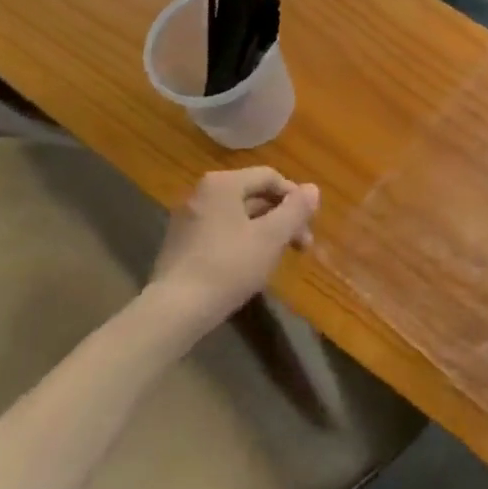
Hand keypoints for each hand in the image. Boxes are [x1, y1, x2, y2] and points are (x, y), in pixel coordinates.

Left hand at [148, 168, 319, 327]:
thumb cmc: (228, 267)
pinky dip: (242, 241)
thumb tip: (313, 189)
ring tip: (278, 257)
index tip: (309, 225)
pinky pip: (221, 231)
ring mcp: (188, 218)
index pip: (269, 177)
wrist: (174, 311)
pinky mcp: (180, 244)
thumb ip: (295, 210)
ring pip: (238, 216)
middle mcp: (202, 193)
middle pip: (253, 195)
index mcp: (223, 183)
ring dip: (264, 231)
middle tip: (301, 246)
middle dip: (281, 218)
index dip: (295, 198)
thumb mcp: (271, 237)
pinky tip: (250, 266)